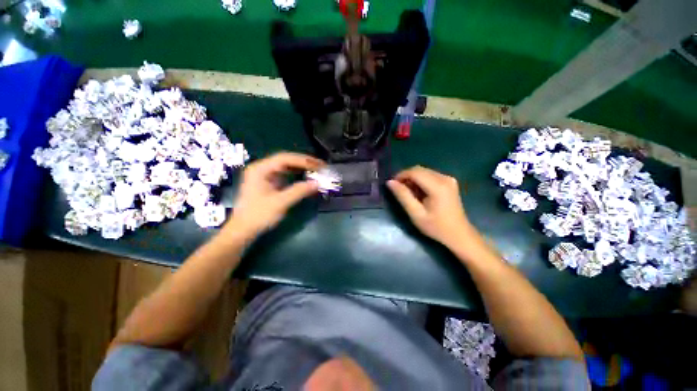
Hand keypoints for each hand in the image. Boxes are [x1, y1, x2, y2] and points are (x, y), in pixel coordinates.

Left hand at [226, 152, 323, 237]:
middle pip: (286, 160)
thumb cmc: (258, 215)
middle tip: (320, 166)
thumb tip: (317, 183)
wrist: (243, 230)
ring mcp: (265, 175)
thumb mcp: (280, 203)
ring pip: (286, 166)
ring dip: (301, 167)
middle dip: (304, 162)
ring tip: (316, 169)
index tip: (318, 165)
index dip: (303, 160)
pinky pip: (285, 174)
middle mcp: (262, 168)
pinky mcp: (269, 182)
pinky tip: (306, 176)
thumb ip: (299, 191)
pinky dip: (297, 175)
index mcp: (260, 169)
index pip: (285, 159)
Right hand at [387, 166, 475, 248]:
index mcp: (438, 186)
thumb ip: (403, 196)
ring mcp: (448, 179)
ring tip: (408, 193)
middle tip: (398, 190)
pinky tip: (418, 193)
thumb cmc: (436, 227)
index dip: (400, 176)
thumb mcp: (416, 214)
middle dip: (406, 177)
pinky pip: (430, 176)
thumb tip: (390, 182)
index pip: (414, 172)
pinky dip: (420, 181)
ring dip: (413, 179)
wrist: (459, 235)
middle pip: (419, 170)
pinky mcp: (449, 182)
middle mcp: (444, 178)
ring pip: (424, 172)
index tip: (392, 185)